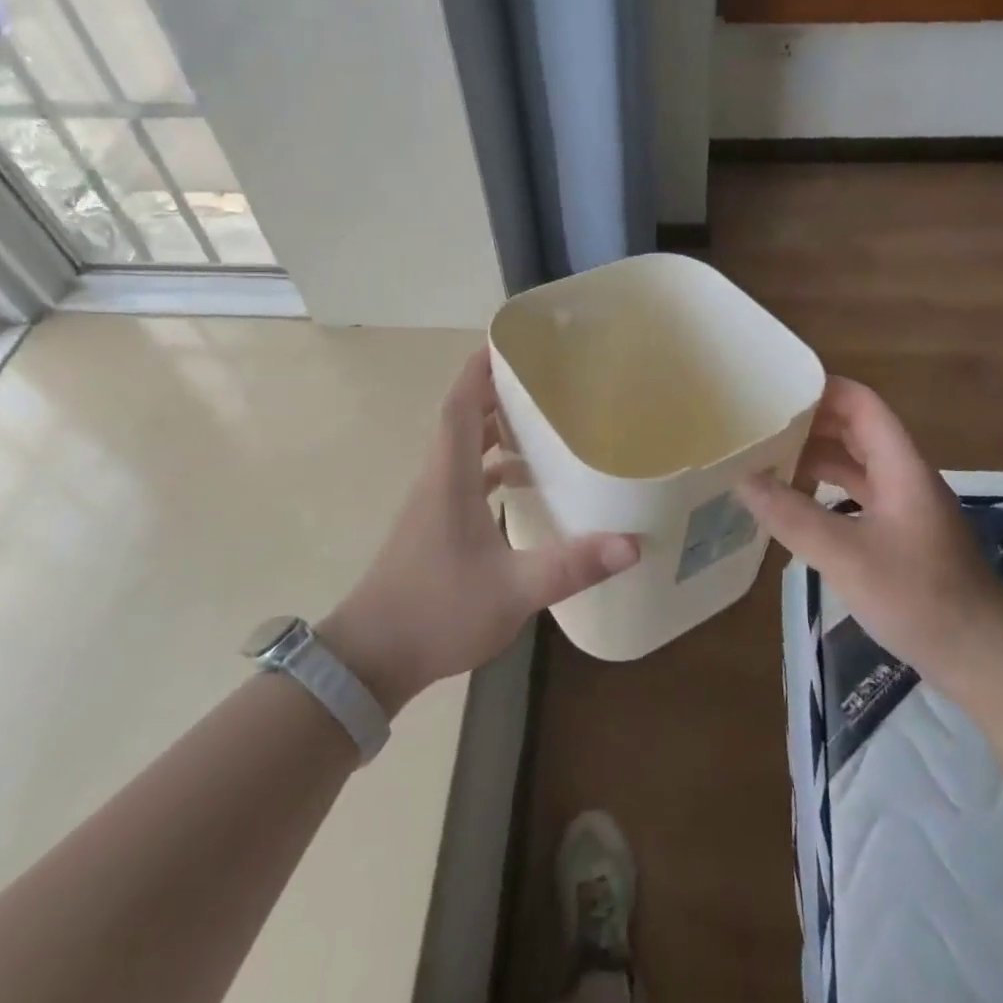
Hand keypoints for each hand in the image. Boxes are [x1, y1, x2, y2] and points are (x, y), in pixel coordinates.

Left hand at [320, 352, 637, 712]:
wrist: (370, 659)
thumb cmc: (436, 611)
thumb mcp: (513, 590)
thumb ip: (571, 565)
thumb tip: (632, 544)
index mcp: (449, 477)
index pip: (459, 405)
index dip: (479, 370)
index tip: (507, 342)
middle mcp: (437, 481)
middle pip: (463, 419)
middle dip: (497, 393)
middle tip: (543, 379)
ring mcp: (432, 505)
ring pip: (463, 450)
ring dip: (494, 430)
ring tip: (540, 421)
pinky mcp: (434, 528)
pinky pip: (464, 479)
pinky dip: (490, 468)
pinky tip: (521, 483)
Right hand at [736, 377, 1002, 694]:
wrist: (983, 658)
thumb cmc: (920, 597)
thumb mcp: (847, 556)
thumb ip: (792, 516)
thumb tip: (742, 479)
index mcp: (900, 467)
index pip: (861, 404)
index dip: (822, 389)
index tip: (775, 390)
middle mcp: (904, 477)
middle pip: (855, 430)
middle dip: (809, 423)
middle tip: (759, 426)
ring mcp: (904, 507)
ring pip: (855, 465)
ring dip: (815, 458)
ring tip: (767, 461)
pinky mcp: (900, 535)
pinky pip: (857, 495)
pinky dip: (825, 491)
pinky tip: (795, 506)